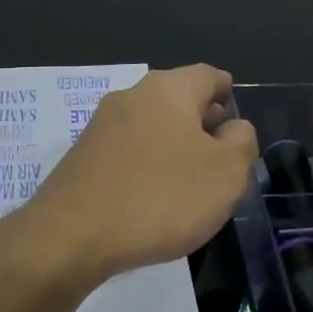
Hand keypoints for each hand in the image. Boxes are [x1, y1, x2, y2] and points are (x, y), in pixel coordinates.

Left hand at [19, 64, 256, 288]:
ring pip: (151, 124)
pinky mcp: (82, 157)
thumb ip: (241, 143)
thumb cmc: (160, 197)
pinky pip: (128, 150)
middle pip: (177, 97)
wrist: (71, 236)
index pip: (208, 75)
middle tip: (222, 148)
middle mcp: (131, 96)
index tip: (237, 112)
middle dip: (202, 118)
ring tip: (192, 176)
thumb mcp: (225, 174)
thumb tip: (234, 127)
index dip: (227, 90)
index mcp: (168, 89)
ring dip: (174, 142)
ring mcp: (101, 126)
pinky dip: (148, 162)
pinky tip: (155, 193)